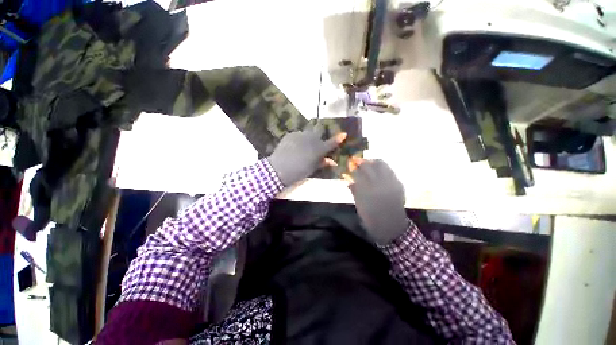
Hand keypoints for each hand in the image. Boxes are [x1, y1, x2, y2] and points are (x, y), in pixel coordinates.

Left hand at [268, 126, 346, 186]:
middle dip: (318, 135)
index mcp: (319, 148)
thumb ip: (323, 163)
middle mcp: (312, 138)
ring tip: (301, 147)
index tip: (344, 134)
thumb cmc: (300, 170)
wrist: (281, 168)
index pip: (331, 143)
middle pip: (318, 131)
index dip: (338, 139)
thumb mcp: (313, 168)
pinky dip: (298, 140)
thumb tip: (333, 162)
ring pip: (307, 133)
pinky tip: (293, 147)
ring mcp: (300, 134)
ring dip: (307, 138)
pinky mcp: (291, 134)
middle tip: (314, 144)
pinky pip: (297, 135)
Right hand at [343, 158, 407, 244]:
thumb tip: (349, 181)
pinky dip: (383, 168)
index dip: (353, 168)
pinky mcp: (398, 185)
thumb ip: (354, 191)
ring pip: (381, 164)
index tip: (351, 165)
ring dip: (374, 163)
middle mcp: (378, 184)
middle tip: (359, 163)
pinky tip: (380, 171)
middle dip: (362, 163)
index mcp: (366, 190)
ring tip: (370, 164)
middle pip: (368, 166)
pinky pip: (390, 171)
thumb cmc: (371, 218)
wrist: (391, 227)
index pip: (358, 173)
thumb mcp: (359, 205)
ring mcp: (390, 183)